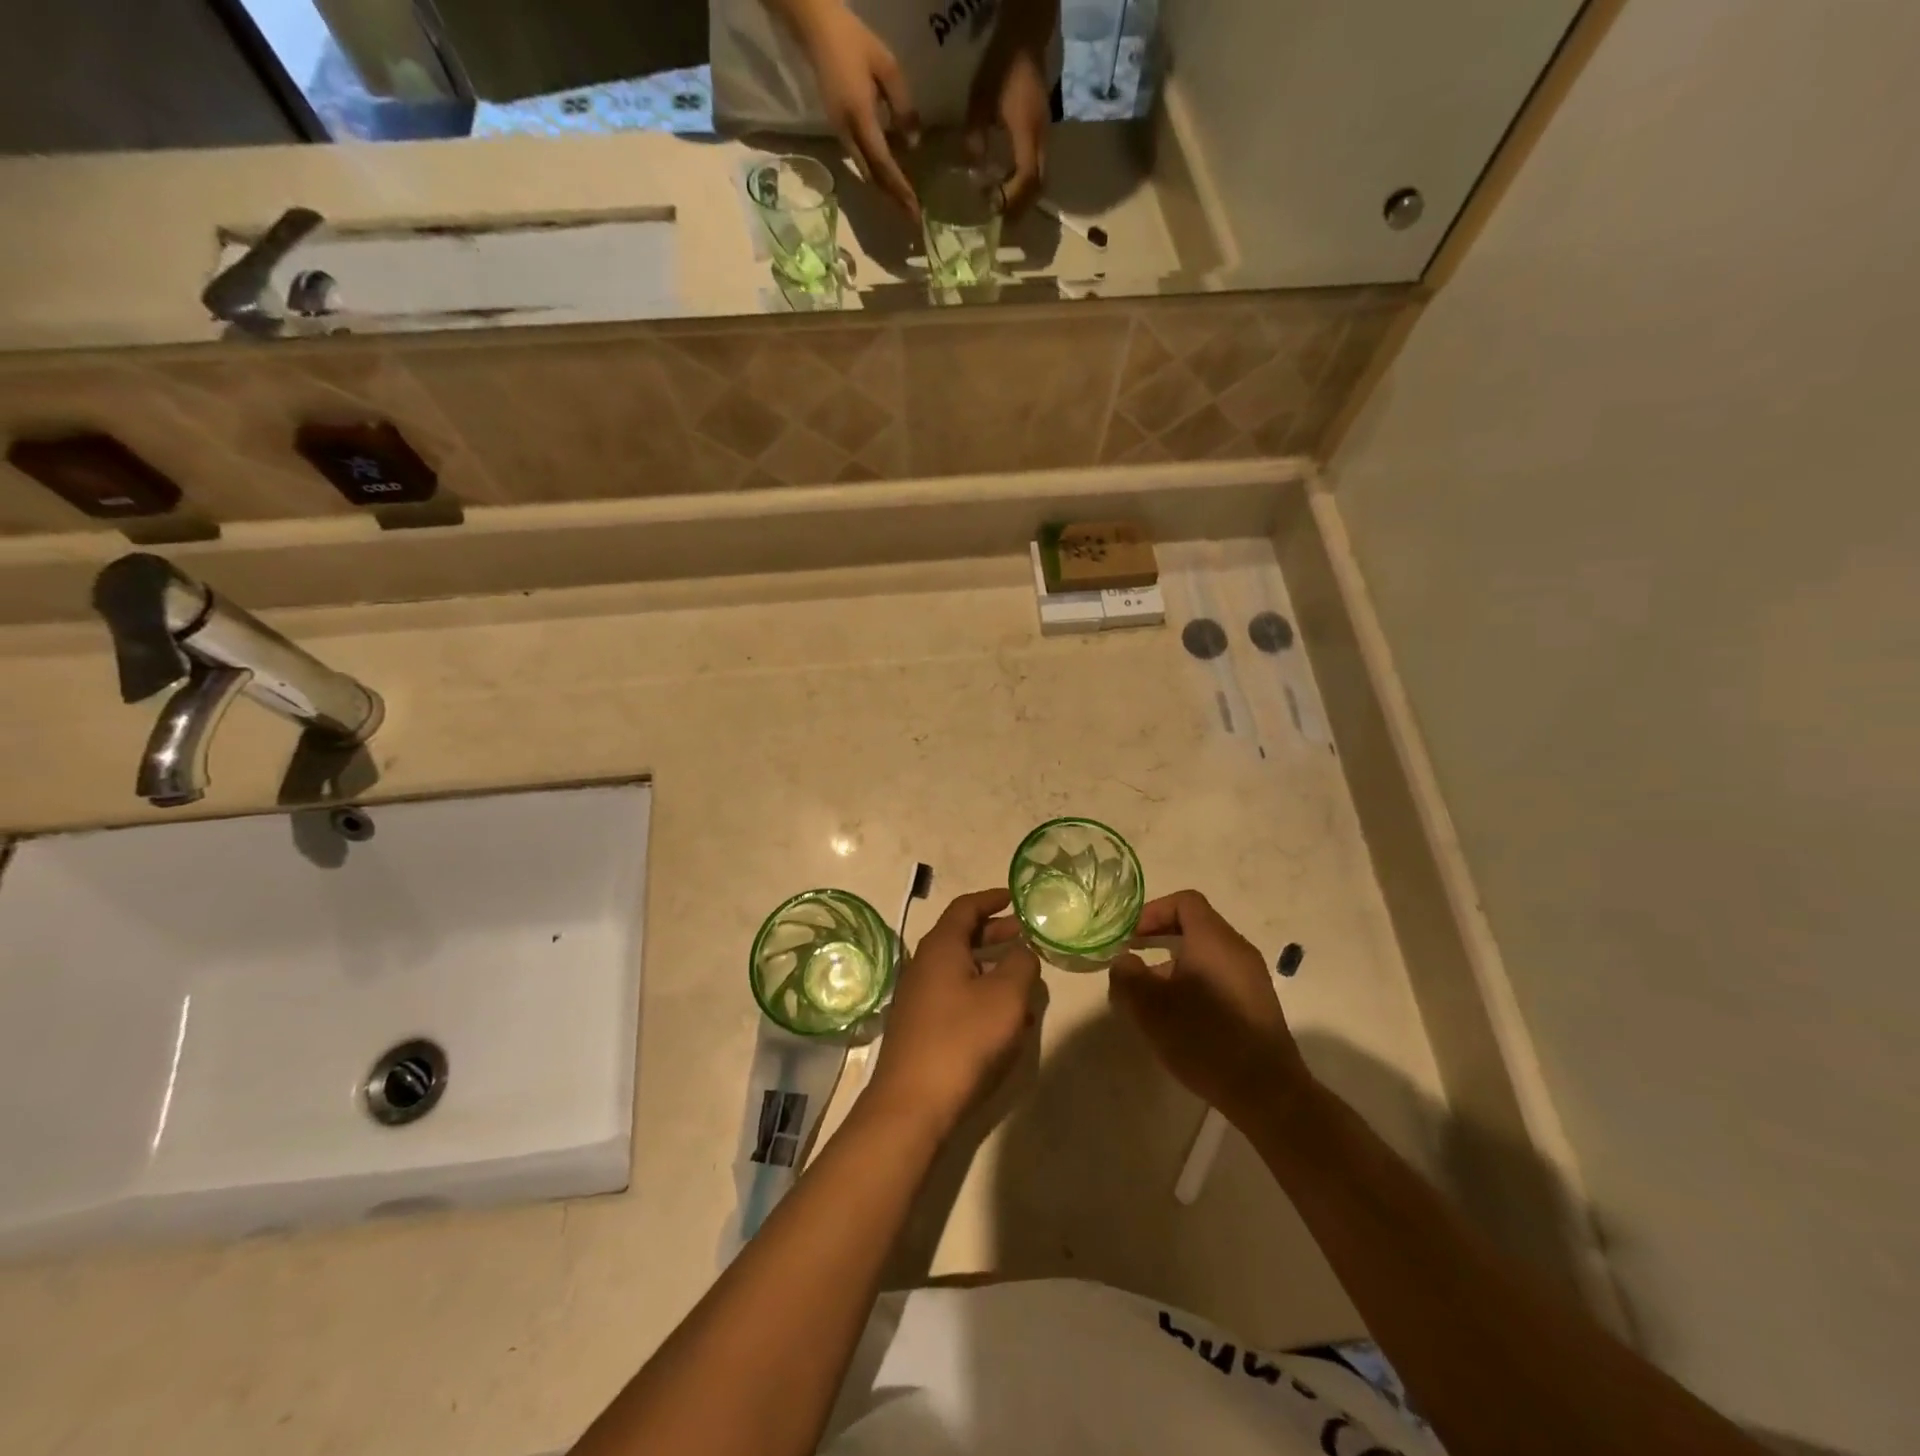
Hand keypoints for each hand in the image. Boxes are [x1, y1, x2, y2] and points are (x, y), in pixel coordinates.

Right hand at [794, 3, 920, 214]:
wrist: (815, 27)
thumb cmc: (853, 40)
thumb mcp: (887, 66)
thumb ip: (902, 105)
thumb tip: (913, 144)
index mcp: (860, 117)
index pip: (883, 163)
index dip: (900, 188)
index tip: (914, 210)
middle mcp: (848, 132)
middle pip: (872, 177)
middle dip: (892, 198)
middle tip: (911, 216)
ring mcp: (840, 133)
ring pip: (865, 172)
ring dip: (884, 189)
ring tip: (902, 201)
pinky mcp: (838, 129)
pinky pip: (859, 160)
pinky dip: (875, 174)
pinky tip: (888, 176)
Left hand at [867, 888, 1039, 1133]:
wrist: (913, 1104)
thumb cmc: (963, 1039)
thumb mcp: (1006, 996)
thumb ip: (1021, 965)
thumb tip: (1022, 951)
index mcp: (941, 947)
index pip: (966, 907)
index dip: (992, 899)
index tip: (1015, 897)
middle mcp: (924, 965)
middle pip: (961, 937)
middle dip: (994, 933)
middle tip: (1024, 935)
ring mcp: (918, 998)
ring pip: (960, 970)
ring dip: (991, 968)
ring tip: (1024, 979)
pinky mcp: (920, 1027)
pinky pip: (955, 997)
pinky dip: (980, 995)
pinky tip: (1005, 1019)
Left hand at [967, 41, 1049, 215]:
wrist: (1024, 36)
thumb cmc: (1001, 66)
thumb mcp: (980, 101)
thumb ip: (976, 137)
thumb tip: (973, 170)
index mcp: (1027, 133)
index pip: (1027, 179)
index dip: (1012, 199)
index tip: (994, 208)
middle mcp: (1042, 138)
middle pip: (1039, 186)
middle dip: (1020, 206)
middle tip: (1001, 218)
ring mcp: (1045, 135)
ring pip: (1042, 178)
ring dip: (1024, 196)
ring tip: (1004, 205)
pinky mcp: (1043, 132)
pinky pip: (1039, 167)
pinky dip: (1026, 182)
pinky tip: (1009, 184)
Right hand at [1108, 891, 1311, 1126]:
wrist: (1266, 1091)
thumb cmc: (1203, 1038)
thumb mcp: (1150, 1007)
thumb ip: (1128, 976)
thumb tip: (1125, 961)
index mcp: (1213, 940)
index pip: (1184, 902)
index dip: (1153, 912)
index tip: (1131, 937)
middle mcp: (1237, 949)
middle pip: (1196, 926)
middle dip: (1160, 939)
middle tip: (1134, 962)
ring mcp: (1251, 977)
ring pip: (1206, 954)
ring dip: (1174, 965)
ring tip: (1151, 997)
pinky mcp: (1257, 1003)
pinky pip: (1220, 976)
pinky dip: (1194, 982)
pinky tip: (1179, 1017)